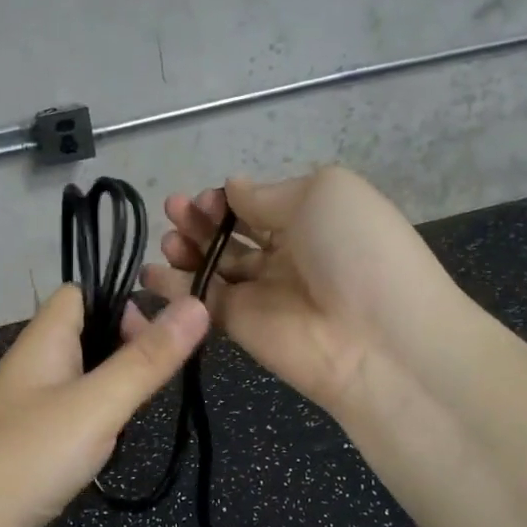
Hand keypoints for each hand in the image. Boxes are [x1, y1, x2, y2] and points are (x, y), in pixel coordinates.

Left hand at [0, 284, 209, 526]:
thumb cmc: (31, 456)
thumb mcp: (98, 405)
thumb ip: (147, 358)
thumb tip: (196, 304)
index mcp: (44, 340)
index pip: (81, 294)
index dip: (120, 303)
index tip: (157, 336)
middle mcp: (34, 363)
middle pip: (88, 334)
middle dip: (127, 349)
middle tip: (156, 381)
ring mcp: (30, 403)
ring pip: (84, 376)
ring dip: (115, 389)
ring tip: (137, 416)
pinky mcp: (31, 439)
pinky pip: (74, 413)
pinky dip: (98, 421)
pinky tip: (110, 446)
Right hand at [141, 166, 460, 417]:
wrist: (376, 339)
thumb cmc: (356, 250)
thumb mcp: (322, 194)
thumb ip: (267, 194)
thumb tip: (232, 187)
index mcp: (312, 219)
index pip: (258, 204)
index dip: (227, 198)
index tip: (205, 197)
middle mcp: (287, 254)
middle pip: (231, 233)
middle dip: (200, 218)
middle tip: (176, 211)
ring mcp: (262, 292)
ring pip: (213, 265)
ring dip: (185, 247)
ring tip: (169, 239)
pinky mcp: (240, 326)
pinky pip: (201, 301)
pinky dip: (173, 287)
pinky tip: (150, 273)